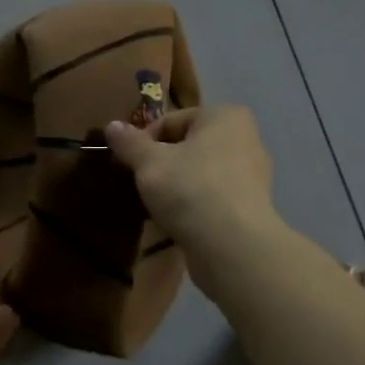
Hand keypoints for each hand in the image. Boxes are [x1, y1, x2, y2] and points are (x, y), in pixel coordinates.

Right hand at [104, 106, 280, 261]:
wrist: (233, 247)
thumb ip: (129, 142)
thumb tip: (112, 126)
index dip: (143, 141)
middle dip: (160, 163)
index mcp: (225, 117)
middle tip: (139, 184)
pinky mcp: (251, 208)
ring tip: (154, 206)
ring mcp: (253, 176)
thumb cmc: (190, 189)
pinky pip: (212, 198)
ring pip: (199, 173)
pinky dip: (192, 205)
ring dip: (175, 186)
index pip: (171, 121)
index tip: (126, 164)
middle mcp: (246, 139)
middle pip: (187, 146)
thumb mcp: (149, 162)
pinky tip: (175, 222)